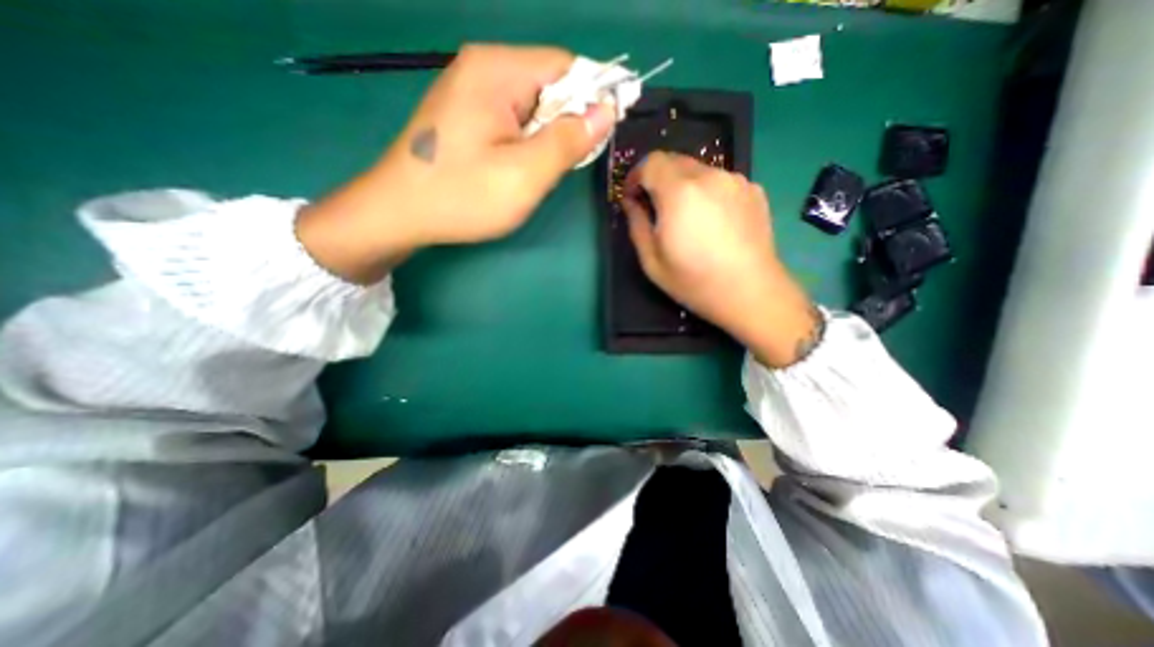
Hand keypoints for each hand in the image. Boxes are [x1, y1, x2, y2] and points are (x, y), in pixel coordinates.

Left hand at [302, 43, 616, 280]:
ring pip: (533, 107)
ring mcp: (470, 90)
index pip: (567, 67)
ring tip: (530, 174)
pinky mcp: (465, 113)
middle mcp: (483, 68)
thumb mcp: (525, 174)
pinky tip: (513, 169)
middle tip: (554, 168)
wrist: (399, 213)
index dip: (592, 99)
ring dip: (544, 140)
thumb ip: (569, 140)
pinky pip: (513, 120)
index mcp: (497, 71)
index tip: (598, 139)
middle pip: (549, 86)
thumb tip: (606, 110)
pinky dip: (525, 144)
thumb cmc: (463, 196)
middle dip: (564, 126)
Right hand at [627, 149, 825, 366]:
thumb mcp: (652, 261)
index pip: (651, 162)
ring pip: (699, 170)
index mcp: (679, 193)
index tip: (633, 197)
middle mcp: (709, 176)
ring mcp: (736, 181)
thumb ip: (636, 225)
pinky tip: (713, 222)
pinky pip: (721, 181)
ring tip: (687, 218)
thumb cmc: (695, 282)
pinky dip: (708, 192)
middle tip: (656, 208)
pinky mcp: (754, 190)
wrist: (751, 293)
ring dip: (684, 186)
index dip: (636, 176)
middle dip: (658, 179)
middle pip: (675, 161)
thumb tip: (631, 202)